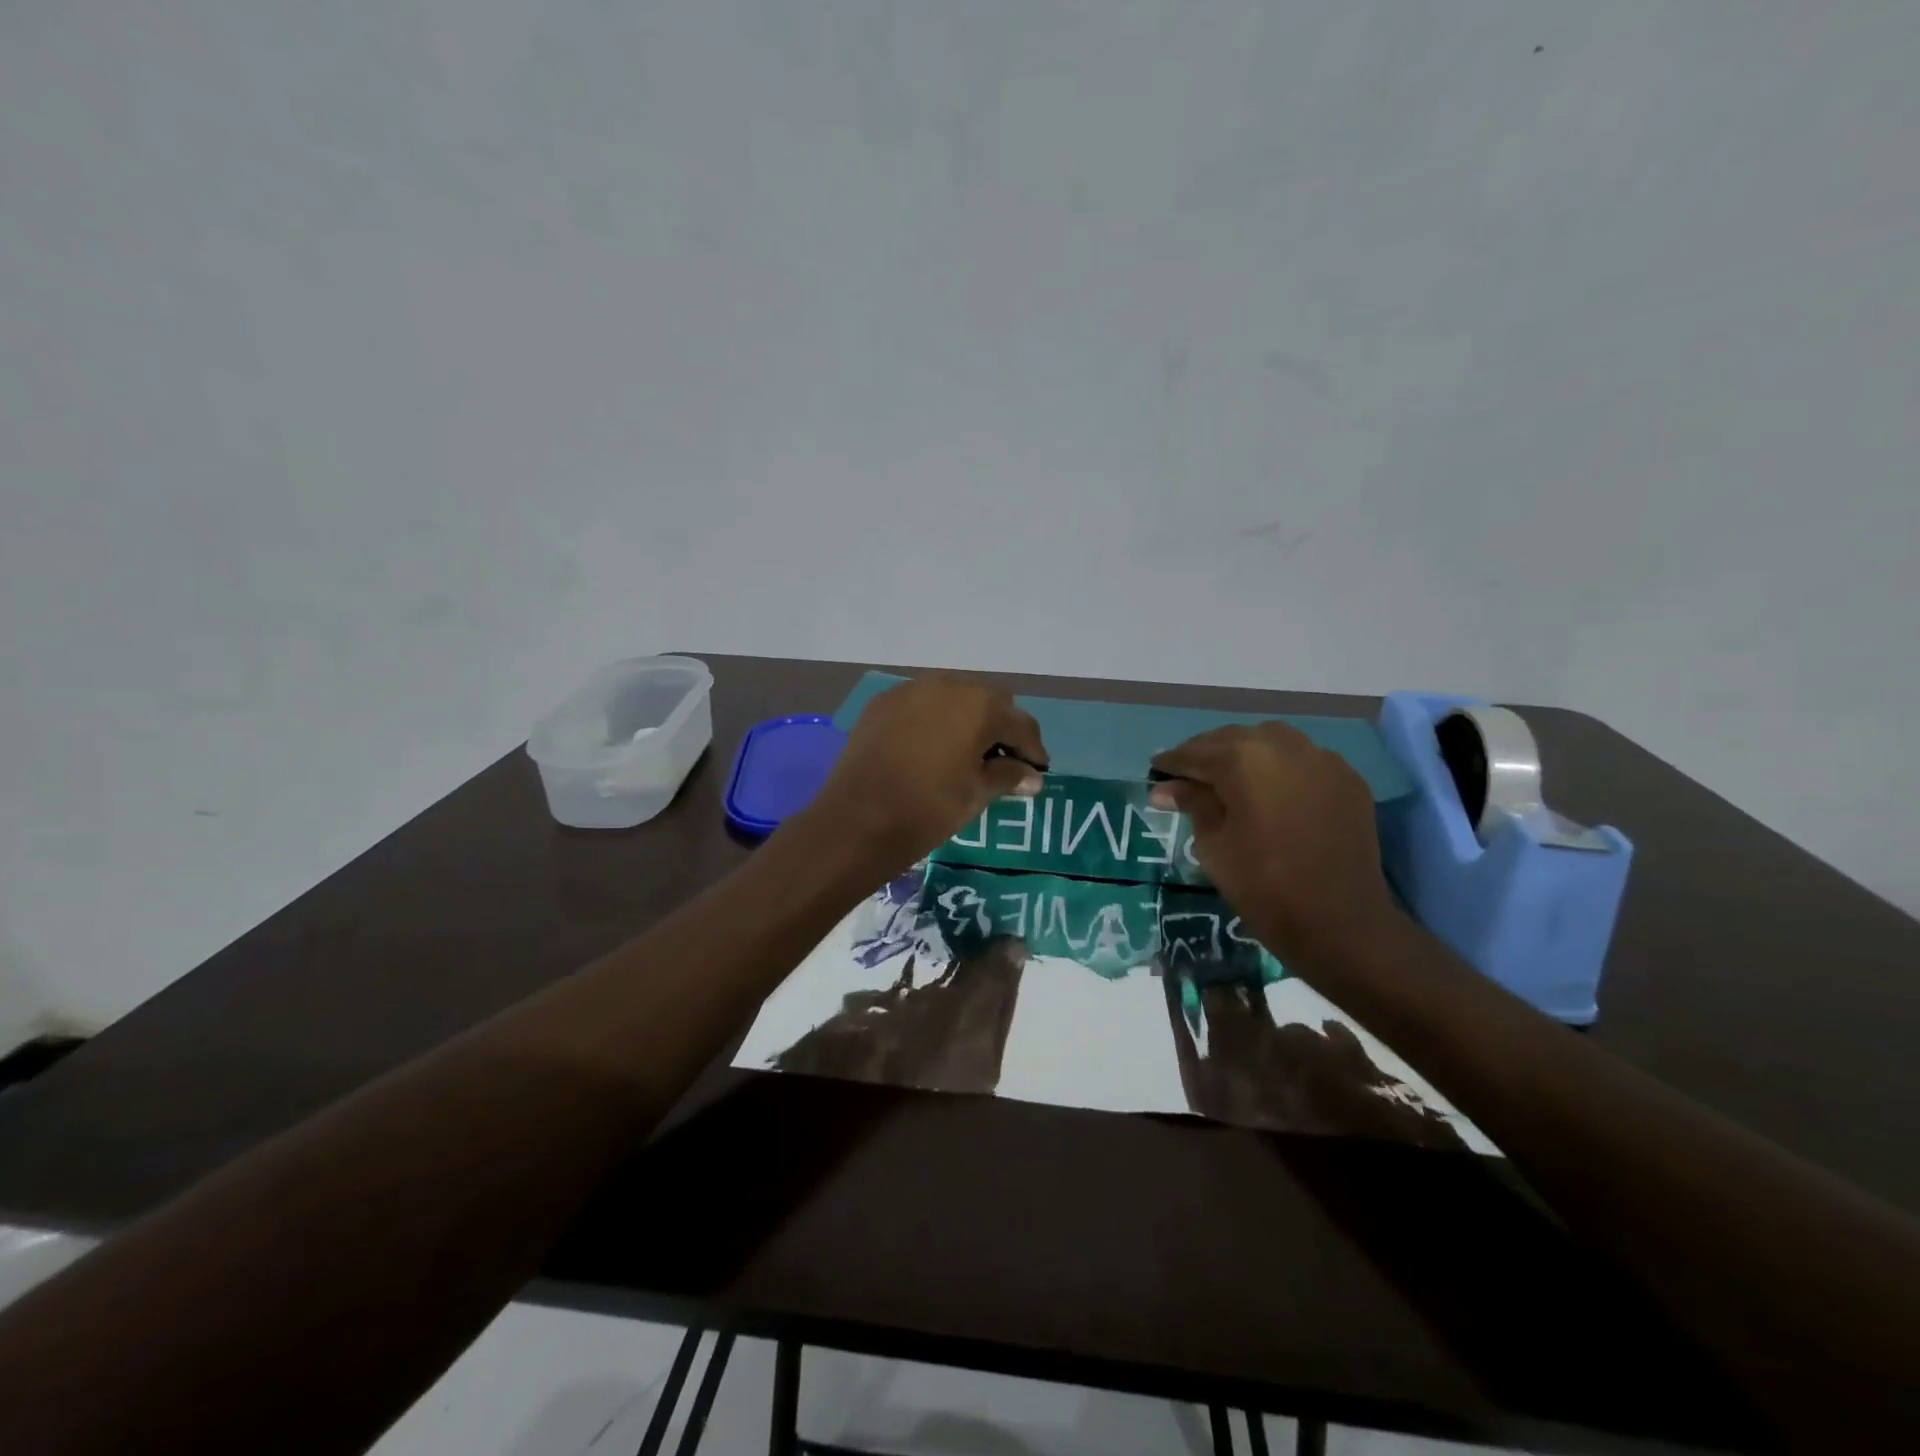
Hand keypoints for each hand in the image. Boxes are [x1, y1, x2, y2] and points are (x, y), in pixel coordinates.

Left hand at [806, 675, 1048, 872]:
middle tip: (1003, 760)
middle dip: (1001, 727)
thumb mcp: (976, 795)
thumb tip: (1033, 776)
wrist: (857, 819)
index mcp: (980, 706)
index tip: (1037, 771)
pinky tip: (931, 746)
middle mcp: (949, 685)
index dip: (1033, 750)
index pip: (1021, 724)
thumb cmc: (928, 808)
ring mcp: (912, 689)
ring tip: (967, 751)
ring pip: (954, 696)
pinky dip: (935, 719)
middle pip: (989, 700)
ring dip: (967, 718)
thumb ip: (1008, 776)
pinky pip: (922, 703)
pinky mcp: (884, 702)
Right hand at [1149, 723, 1398, 961]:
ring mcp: (1321, 759)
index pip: (1195, 753)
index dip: (1172, 763)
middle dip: (1208, 754)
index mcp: (1242, 759)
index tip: (1156, 771)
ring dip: (1246, 754)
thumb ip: (1192, 804)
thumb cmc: (1262, 884)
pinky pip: (1304, 760)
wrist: (1339, 922)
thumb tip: (1165, 787)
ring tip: (1230, 779)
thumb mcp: (1212, 845)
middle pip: (1233, 739)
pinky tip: (1272, 790)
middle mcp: (1283, 745)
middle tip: (1188, 776)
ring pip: (1271, 742)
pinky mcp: (1347, 779)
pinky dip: (1281, 768)